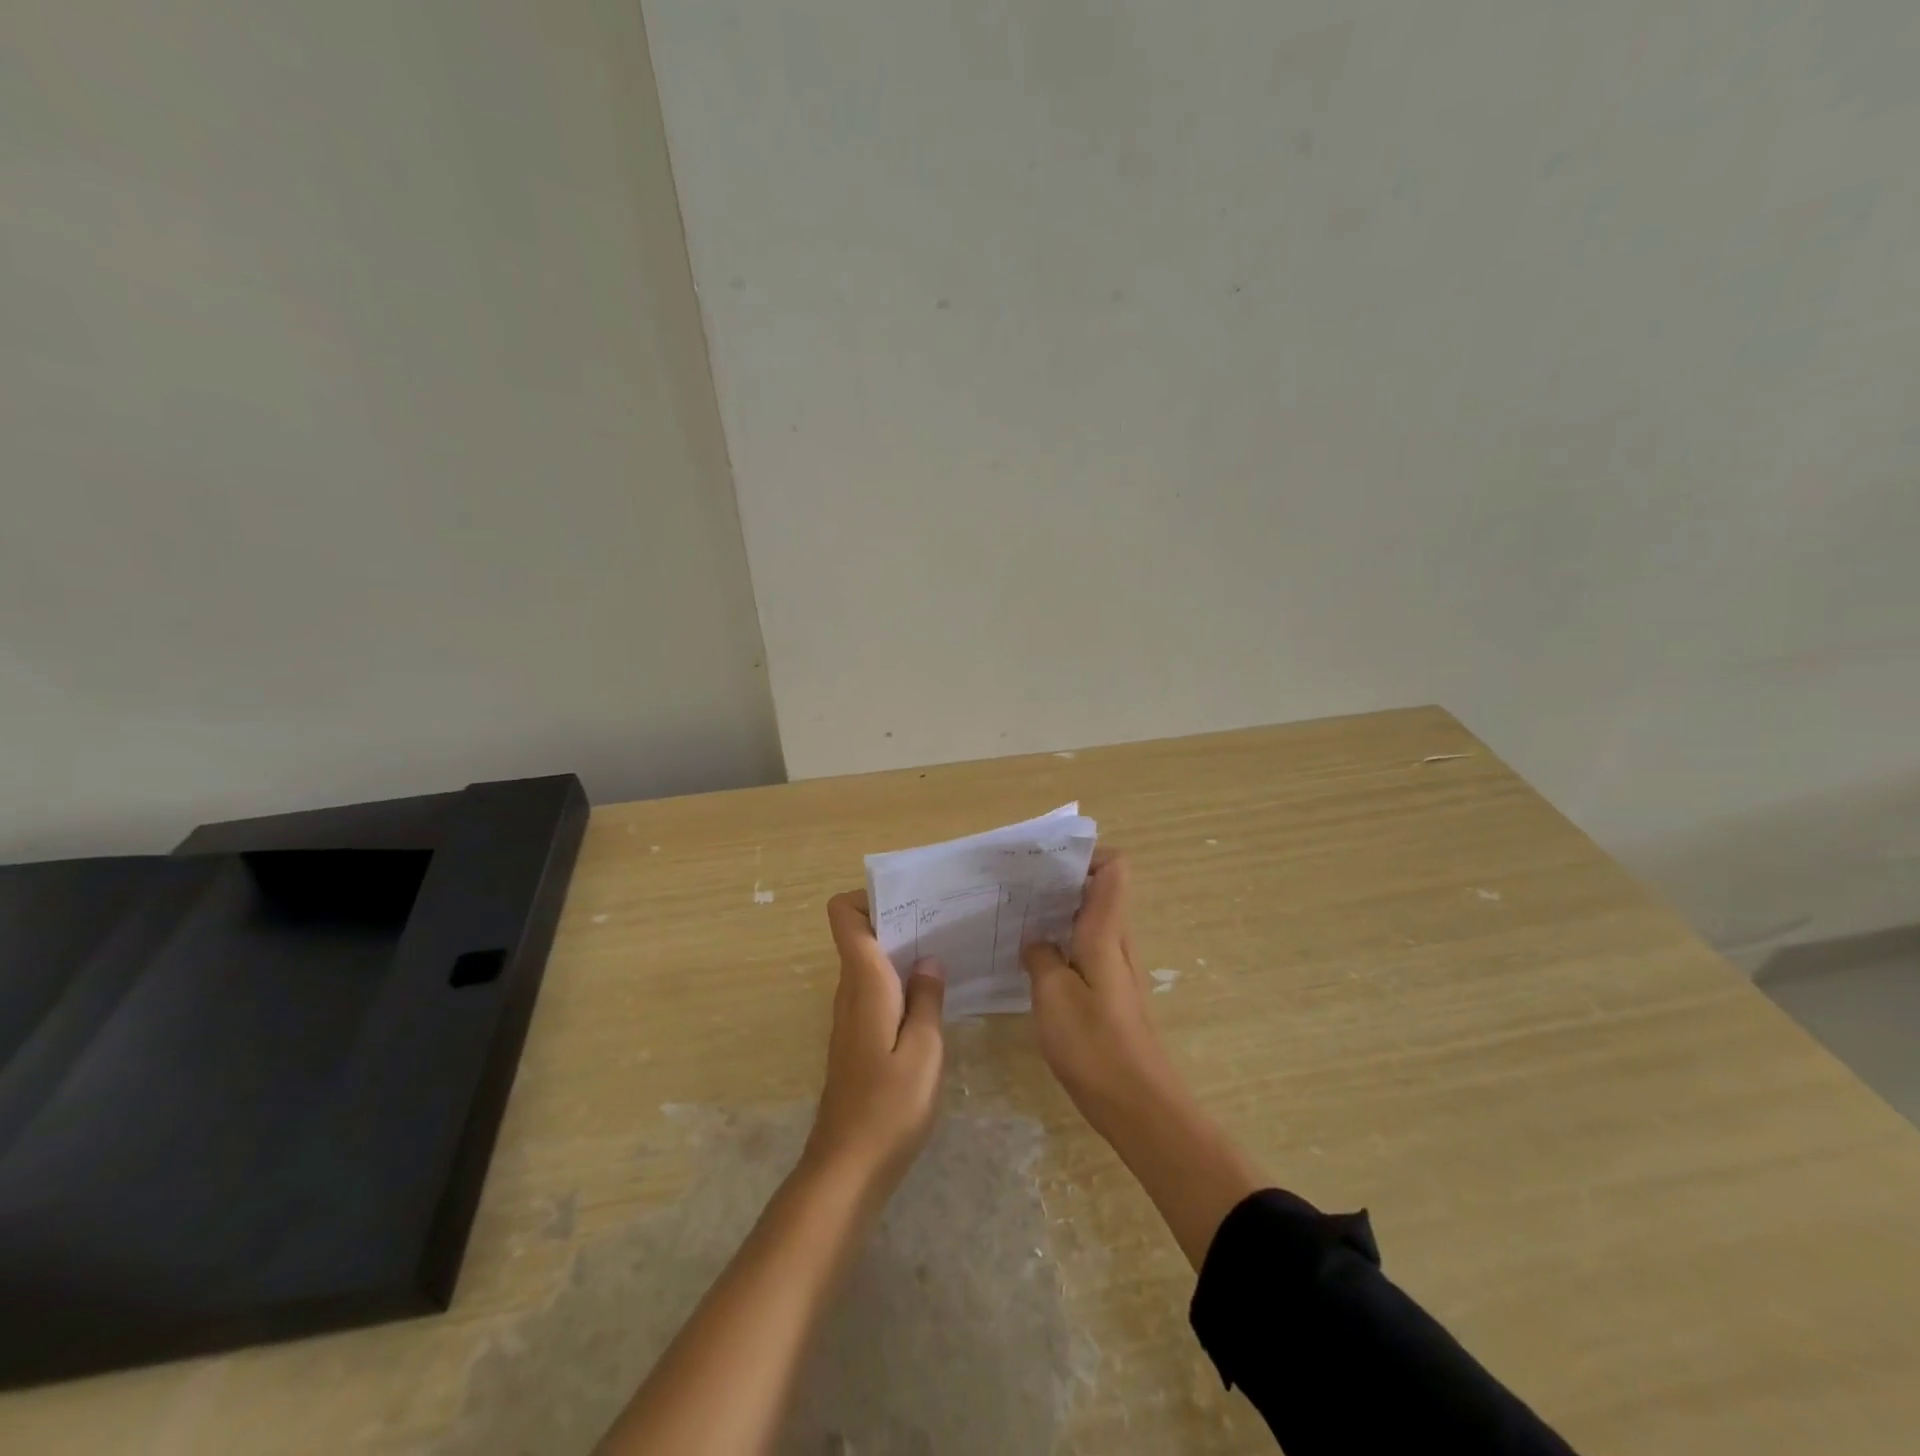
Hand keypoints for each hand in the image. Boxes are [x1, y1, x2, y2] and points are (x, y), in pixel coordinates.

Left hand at [804, 892, 945, 1192]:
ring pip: (870, 963)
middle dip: (898, 920)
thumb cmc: (890, 1107)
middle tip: (944, 921)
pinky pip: (875, 990)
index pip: (844, 916)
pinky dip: (899, 981)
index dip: (869, 897)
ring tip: (946, 951)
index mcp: (864, 983)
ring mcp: (851, 1016)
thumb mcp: (925, 1051)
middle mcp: (850, 991)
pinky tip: (932, 998)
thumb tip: (928, 960)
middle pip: (861, 934)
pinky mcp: (857, 1038)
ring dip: (902, 951)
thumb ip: (928, 1000)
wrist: (847, 1168)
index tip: (911, 901)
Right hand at [1020, 851, 1177, 1137]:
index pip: (1114, 869)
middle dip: (1063, 882)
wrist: (1140, 1107)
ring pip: (1092, 922)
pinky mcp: (1112, 996)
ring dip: (1060, 914)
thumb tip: (1037, 942)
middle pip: (1100, 891)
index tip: (1048, 862)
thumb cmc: (1095, 1045)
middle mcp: (1117, 943)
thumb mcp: (1053, 996)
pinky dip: (1064, 945)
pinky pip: (1088, 951)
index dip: (1087, 854)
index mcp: (1106, 932)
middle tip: (1020, 889)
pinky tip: (1034, 962)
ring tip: (1019, 919)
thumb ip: (1041, 958)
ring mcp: (1117, 970)